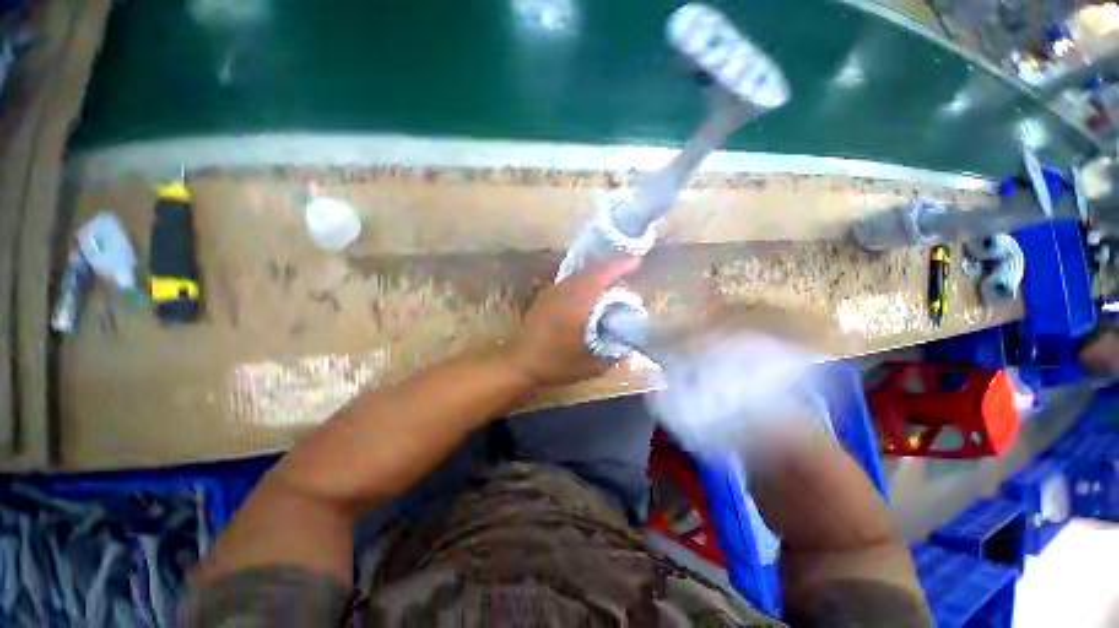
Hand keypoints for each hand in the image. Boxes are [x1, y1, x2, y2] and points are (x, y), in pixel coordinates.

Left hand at [508, 257, 640, 386]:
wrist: (520, 363)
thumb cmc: (555, 364)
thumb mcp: (590, 366)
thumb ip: (612, 354)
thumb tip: (626, 344)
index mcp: (576, 303)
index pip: (600, 276)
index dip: (619, 266)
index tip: (636, 261)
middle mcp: (563, 291)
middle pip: (590, 271)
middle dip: (610, 270)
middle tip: (626, 279)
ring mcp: (552, 292)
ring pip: (579, 275)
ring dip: (596, 275)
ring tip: (610, 285)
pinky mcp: (545, 297)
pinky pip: (569, 281)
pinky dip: (584, 281)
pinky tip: (589, 293)